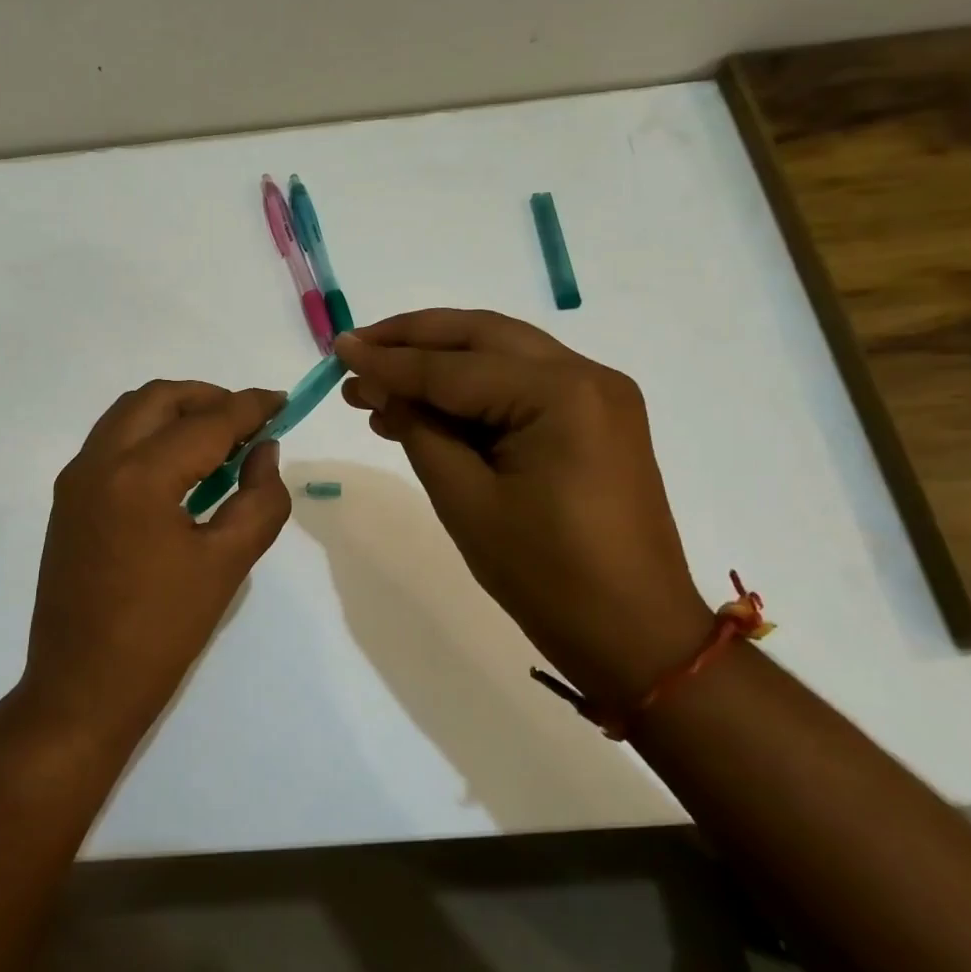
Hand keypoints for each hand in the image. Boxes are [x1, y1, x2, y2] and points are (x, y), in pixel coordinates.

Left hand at [19, 380, 291, 747]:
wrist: (82, 688)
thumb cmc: (163, 631)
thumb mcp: (228, 564)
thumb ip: (260, 498)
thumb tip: (264, 451)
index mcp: (141, 476)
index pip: (207, 422)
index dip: (250, 407)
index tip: (282, 402)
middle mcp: (99, 461)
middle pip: (159, 398)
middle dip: (208, 399)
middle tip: (248, 422)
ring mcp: (76, 479)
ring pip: (129, 413)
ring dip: (175, 412)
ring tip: (216, 440)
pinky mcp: (67, 499)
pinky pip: (111, 441)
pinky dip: (148, 435)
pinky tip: (178, 469)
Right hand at [336, 310, 711, 706]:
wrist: (633, 634)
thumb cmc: (545, 575)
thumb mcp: (466, 501)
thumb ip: (418, 430)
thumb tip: (375, 385)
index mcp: (560, 394)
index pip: (453, 368)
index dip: (389, 360)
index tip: (337, 349)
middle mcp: (586, 375)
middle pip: (482, 337)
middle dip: (414, 338)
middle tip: (356, 346)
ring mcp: (597, 394)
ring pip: (501, 354)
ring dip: (439, 361)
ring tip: (377, 379)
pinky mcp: (596, 418)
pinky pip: (522, 384)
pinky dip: (472, 389)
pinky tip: (424, 408)